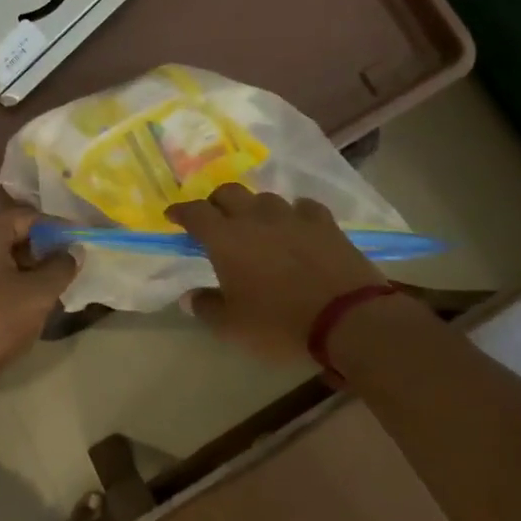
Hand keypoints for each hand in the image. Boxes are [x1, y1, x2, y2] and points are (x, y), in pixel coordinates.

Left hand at [0, 210, 75, 402]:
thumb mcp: (38, 294)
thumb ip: (61, 267)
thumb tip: (73, 251)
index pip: (28, 217)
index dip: (58, 230)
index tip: (80, 245)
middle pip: (10, 234)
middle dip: (40, 250)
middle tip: (65, 268)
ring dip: (23, 268)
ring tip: (47, 288)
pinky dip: (3, 281)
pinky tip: (20, 302)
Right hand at [168, 186, 383, 362]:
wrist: (348, 319)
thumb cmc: (279, 324)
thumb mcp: (233, 327)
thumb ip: (206, 307)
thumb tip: (188, 297)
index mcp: (226, 239)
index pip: (195, 213)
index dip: (181, 212)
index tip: (173, 216)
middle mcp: (255, 218)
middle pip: (229, 193)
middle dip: (216, 202)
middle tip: (214, 219)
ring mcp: (292, 216)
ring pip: (265, 199)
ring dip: (254, 208)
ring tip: (256, 225)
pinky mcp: (324, 223)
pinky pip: (303, 207)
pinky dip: (294, 214)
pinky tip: (296, 226)